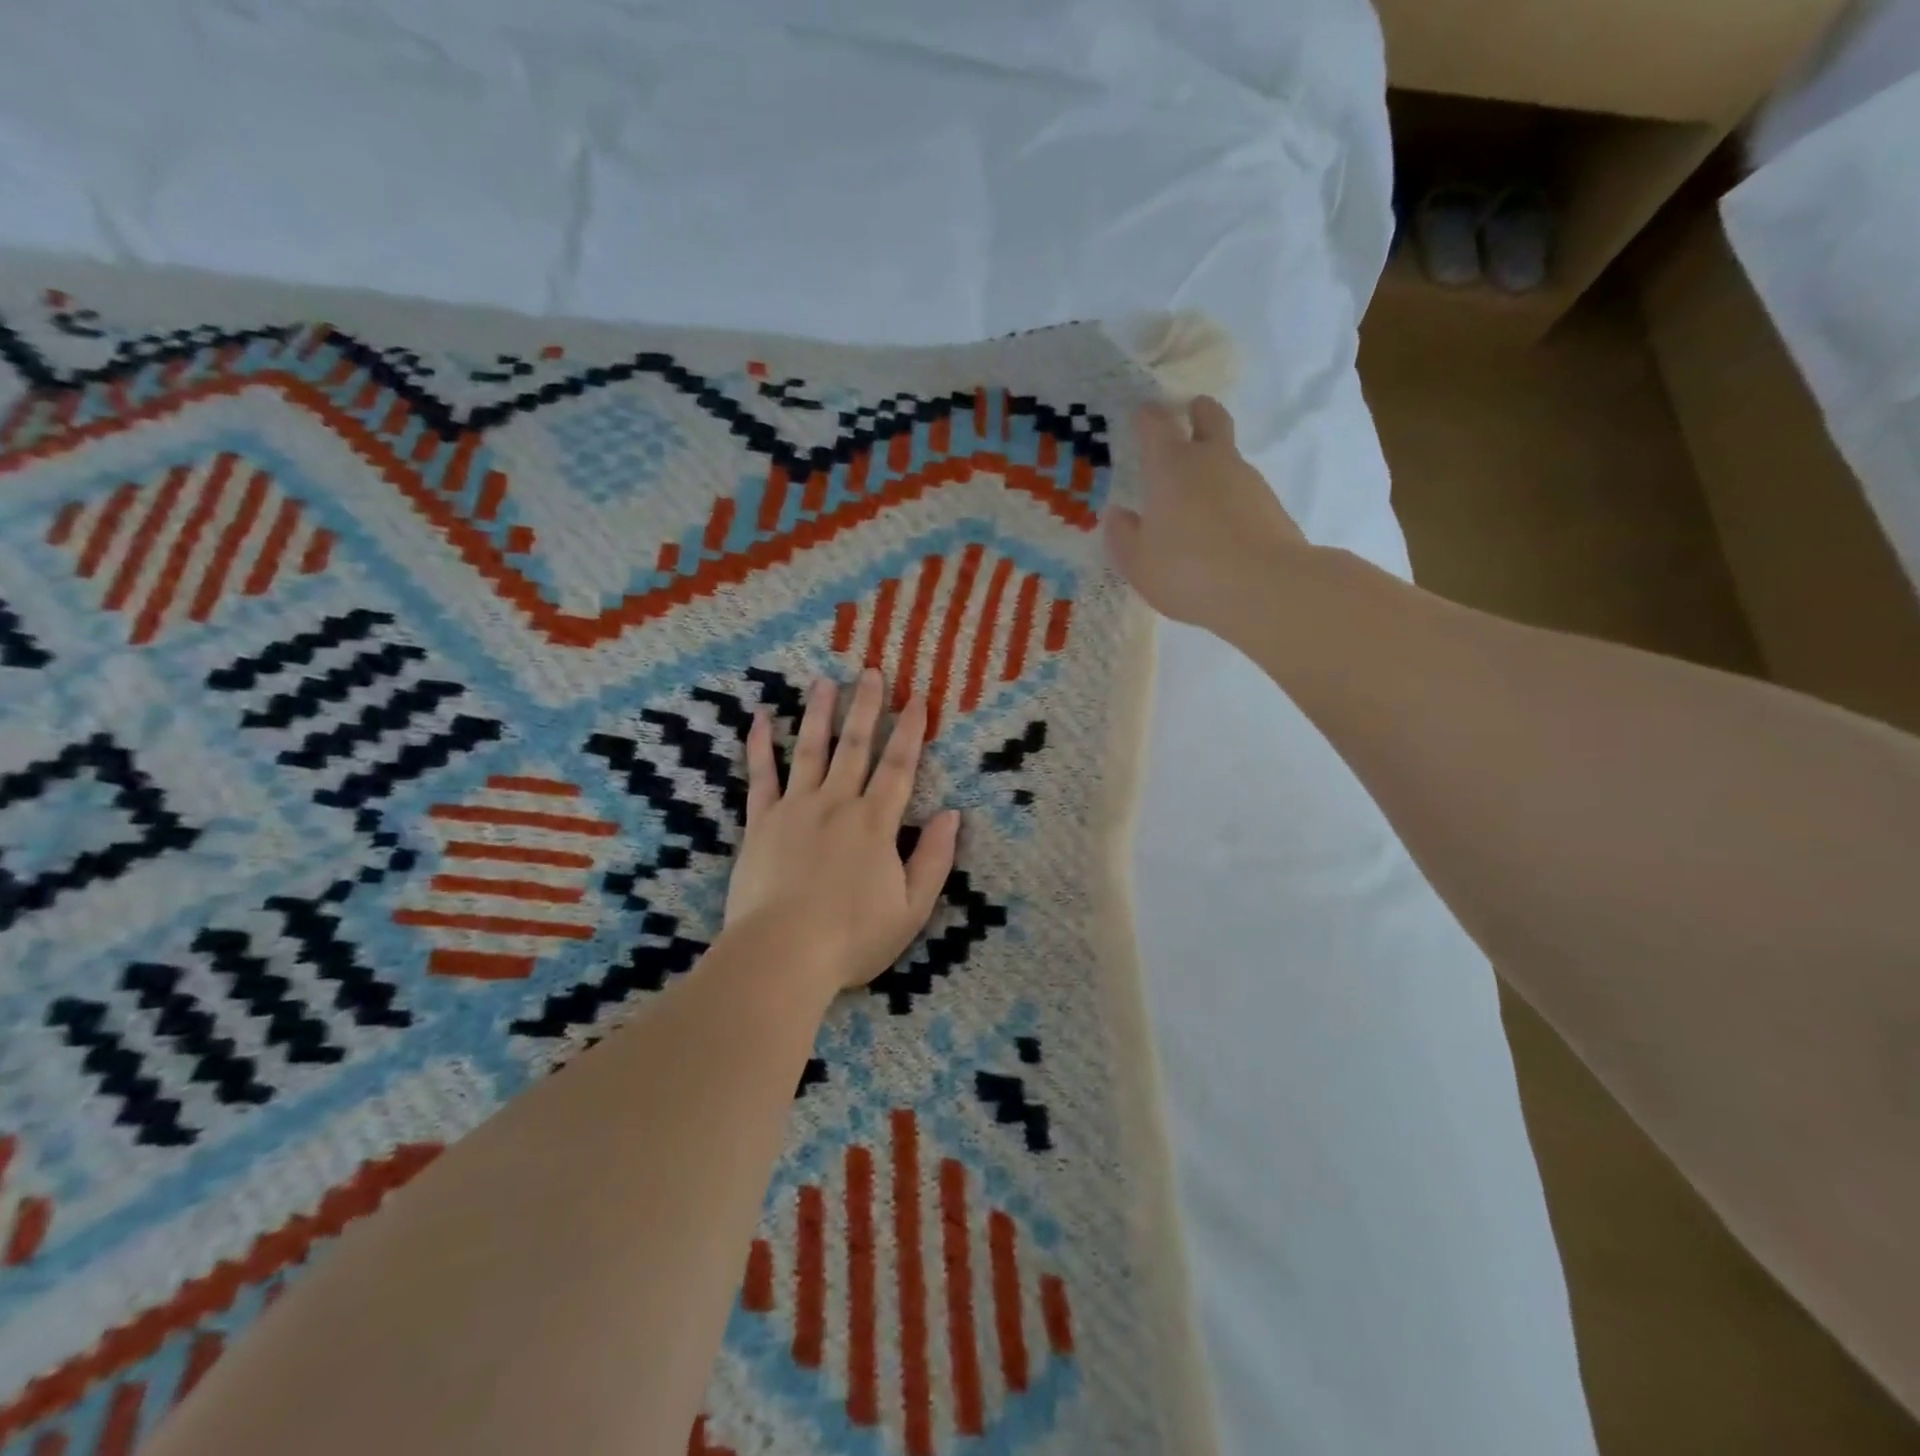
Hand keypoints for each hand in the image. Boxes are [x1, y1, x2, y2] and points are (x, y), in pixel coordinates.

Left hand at [723, 669, 961, 994]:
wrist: (781, 955)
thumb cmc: (852, 938)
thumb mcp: (911, 908)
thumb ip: (934, 859)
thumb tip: (953, 814)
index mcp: (875, 822)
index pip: (899, 766)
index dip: (911, 731)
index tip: (917, 699)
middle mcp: (837, 803)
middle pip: (855, 746)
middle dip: (866, 707)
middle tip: (871, 672)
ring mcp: (795, 808)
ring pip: (810, 749)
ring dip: (819, 713)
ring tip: (824, 681)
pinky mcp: (760, 822)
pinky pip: (761, 775)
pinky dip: (761, 745)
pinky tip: (762, 717)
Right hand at [1106, 396, 1306, 634]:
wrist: (1266, 588)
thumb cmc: (1187, 570)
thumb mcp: (1138, 562)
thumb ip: (1123, 535)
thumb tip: (1119, 514)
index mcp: (1171, 466)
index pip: (1156, 423)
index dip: (1147, 417)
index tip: (1141, 418)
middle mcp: (1212, 461)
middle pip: (1209, 416)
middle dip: (1197, 411)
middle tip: (1189, 415)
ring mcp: (1247, 480)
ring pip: (1228, 457)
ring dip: (1213, 465)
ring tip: (1196, 499)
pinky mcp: (1271, 506)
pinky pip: (1243, 492)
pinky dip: (1230, 500)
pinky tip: (1220, 530)